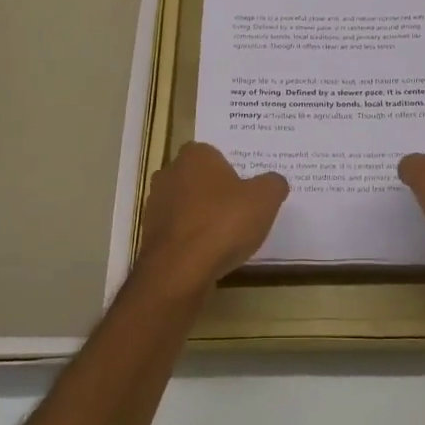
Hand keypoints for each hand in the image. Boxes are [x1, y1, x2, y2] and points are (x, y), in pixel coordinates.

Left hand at [131, 143, 287, 301]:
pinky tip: (208, 253)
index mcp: (195, 156)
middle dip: (215, 191)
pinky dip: (190, 238)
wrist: (179, 271)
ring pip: (185, 205)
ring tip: (226, 235)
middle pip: (198, 179)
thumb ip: (273, 184)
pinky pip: (177, 230)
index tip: (247, 187)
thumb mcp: (265, 199)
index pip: (213, 153)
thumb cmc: (223, 223)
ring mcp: (155, 206)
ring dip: (201, 216)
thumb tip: (274, 181)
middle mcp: (169, 174)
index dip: (231, 169)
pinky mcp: (150, 235)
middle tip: (240, 209)